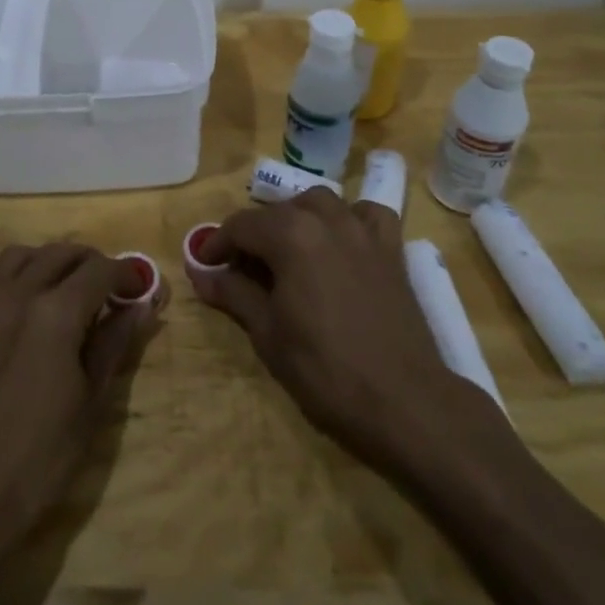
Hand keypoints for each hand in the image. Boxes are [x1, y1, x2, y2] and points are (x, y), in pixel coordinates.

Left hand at [0, 243, 161, 561]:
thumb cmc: (40, 457)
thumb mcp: (91, 402)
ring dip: (45, 262)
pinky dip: (3, 283)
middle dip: (89, 262)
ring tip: (60, 287)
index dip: (124, 273)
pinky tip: (13, 308)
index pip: (99, 270)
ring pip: (17, 257)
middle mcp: (16, 295)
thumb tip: (143, 306)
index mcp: (56, 313)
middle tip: (105, 286)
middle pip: (59, 254)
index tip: (136, 287)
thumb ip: (115, 343)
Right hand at [192, 189, 488, 473]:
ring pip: (320, 203)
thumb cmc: (325, 369)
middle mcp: (326, 219)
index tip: (205, 265)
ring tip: (287, 250)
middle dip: (254, 233)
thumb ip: (234, 294)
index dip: (218, 243)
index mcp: (291, 235)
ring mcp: (363, 230)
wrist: (403, 400)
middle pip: (279, 211)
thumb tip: (201, 274)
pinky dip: (349, 219)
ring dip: (297, 218)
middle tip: (241, 267)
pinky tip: (341, 241)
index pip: (241, 225)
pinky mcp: (391, 249)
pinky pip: (366, 215)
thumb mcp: (268, 334)